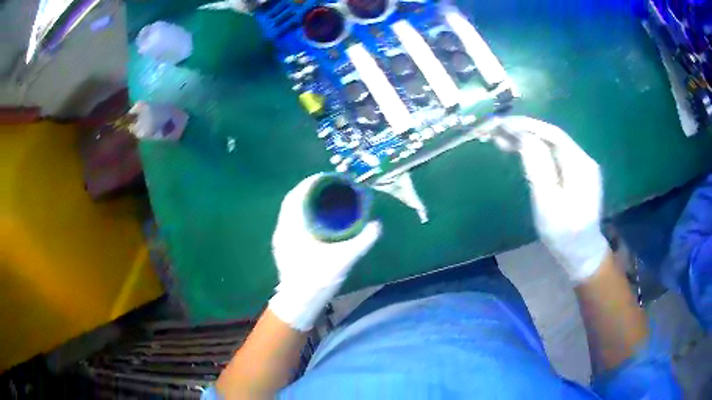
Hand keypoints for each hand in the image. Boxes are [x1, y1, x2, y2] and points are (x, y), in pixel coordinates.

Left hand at [269, 174, 381, 330]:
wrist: (299, 302)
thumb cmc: (317, 279)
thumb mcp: (343, 260)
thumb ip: (361, 242)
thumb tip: (377, 225)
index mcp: (292, 227)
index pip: (296, 196)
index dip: (310, 183)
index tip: (326, 177)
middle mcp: (283, 229)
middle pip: (293, 201)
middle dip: (309, 191)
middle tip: (329, 188)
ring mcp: (281, 239)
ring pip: (291, 212)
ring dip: (305, 203)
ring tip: (324, 200)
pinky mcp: (283, 247)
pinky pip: (291, 221)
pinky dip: (302, 214)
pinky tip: (316, 220)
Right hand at [500, 117, 609, 282]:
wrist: (581, 253)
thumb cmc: (564, 235)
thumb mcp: (548, 204)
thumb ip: (538, 168)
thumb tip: (524, 137)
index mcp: (580, 164)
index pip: (553, 134)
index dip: (527, 126)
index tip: (502, 124)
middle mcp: (582, 159)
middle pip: (550, 137)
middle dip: (523, 131)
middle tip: (496, 132)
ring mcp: (579, 166)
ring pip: (549, 145)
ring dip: (526, 140)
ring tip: (500, 140)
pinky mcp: (573, 174)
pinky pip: (552, 155)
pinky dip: (534, 151)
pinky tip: (518, 151)